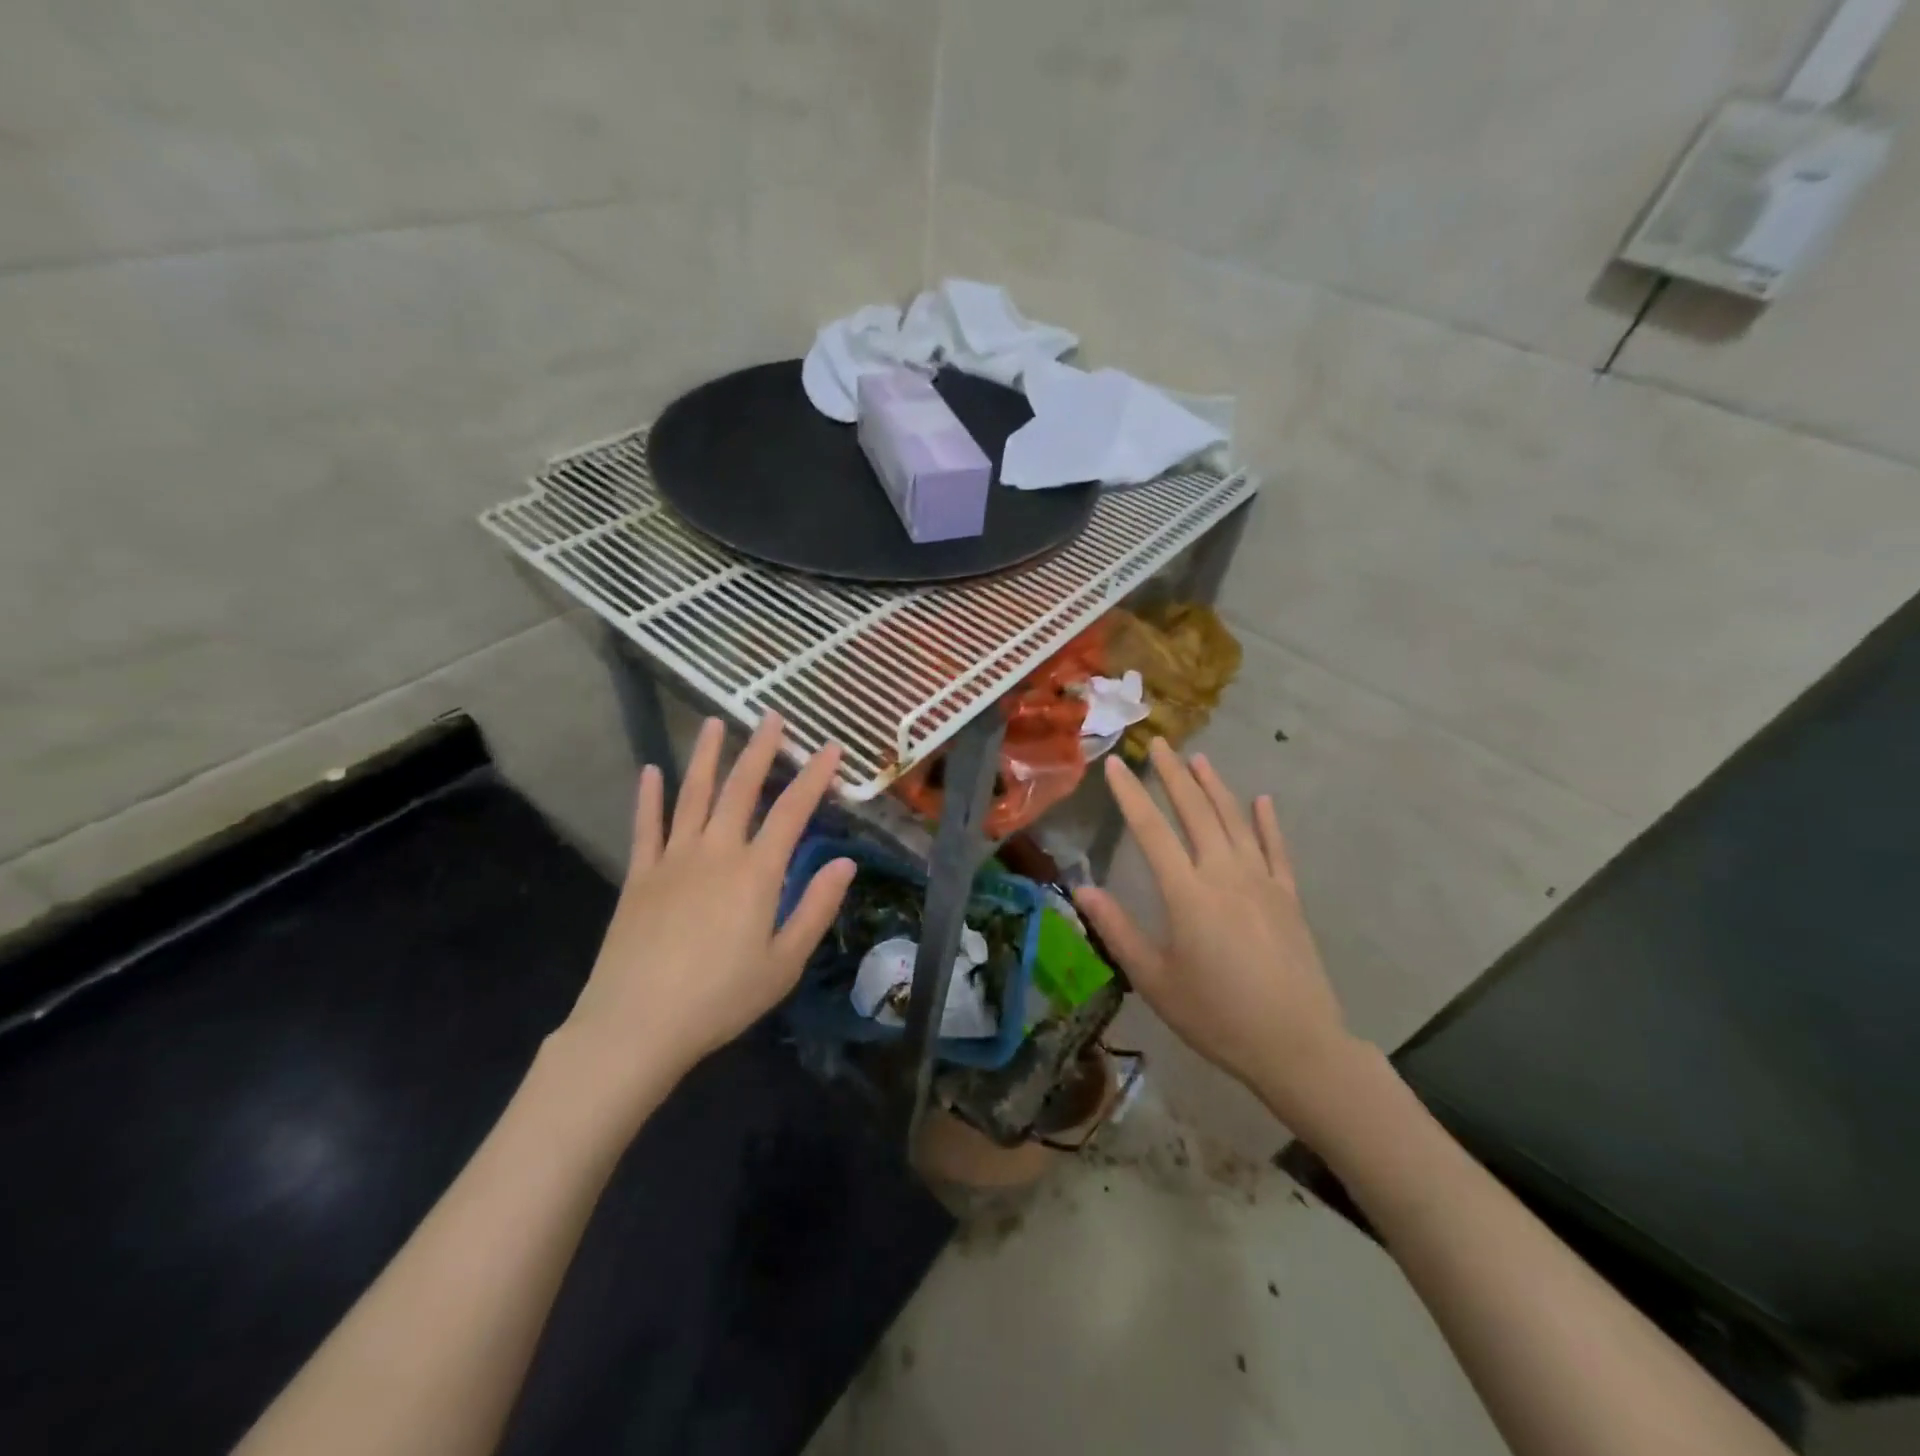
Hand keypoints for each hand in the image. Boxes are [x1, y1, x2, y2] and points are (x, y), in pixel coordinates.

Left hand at [561, 714, 855, 1104]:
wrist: (636, 1025)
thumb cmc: (721, 998)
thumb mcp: (784, 963)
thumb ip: (816, 908)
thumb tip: (845, 863)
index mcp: (756, 872)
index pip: (792, 811)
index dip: (814, 776)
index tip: (830, 747)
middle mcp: (716, 851)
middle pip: (740, 788)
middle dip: (760, 749)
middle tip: (772, 717)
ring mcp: (672, 859)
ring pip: (692, 795)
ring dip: (705, 756)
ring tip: (713, 723)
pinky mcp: (639, 876)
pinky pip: (646, 826)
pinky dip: (649, 797)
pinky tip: (650, 771)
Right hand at [1073, 739, 1361, 1127]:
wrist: (1296, 1045)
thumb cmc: (1216, 1016)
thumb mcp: (1155, 980)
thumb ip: (1117, 930)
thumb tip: (1082, 888)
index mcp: (1187, 894)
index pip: (1151, 830)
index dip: (1130, 795)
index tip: (1117, 765)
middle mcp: (1224, 874)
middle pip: (1195, 812)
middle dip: (1173, 775)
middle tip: (1158, 743)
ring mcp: (1262, 882)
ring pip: (1234, 821)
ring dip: (1215, 787)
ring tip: (1198, 759)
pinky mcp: (1289, 897)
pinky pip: (1276, 849)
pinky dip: (1267, 822)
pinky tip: (1262, 800)